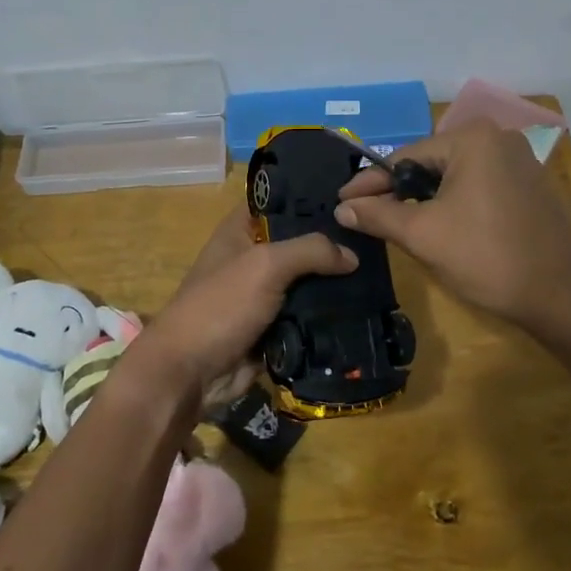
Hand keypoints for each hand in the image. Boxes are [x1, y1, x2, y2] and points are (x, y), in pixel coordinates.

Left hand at [130, 206, 356, 406]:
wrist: (189, 373)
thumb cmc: (220, 305)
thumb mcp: (265, 265)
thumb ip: (310, 251)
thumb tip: (352, 256)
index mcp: (240, 232)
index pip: (278, 202)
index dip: (309, 197)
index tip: (350, 197)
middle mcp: (252, 259)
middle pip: (299, 244)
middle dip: (332, 244)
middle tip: (375, 239)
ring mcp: (263, 296)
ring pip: (307, 283)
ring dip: (335, 284)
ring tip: (380, 274)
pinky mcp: (273, 330)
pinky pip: (307, 317)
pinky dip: (328, 317)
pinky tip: (366, 308)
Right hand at [334, 123, 570, 331]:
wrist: (561, 297)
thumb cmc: (487, 257)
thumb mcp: (423, 235)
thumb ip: (378, 216)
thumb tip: (342, 208)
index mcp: (472, 139)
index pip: (405, 157)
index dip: (370, 183)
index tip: (342, 202)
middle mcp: (498, 138)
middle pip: (430, 164)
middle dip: (398, 191)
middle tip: (367, 214)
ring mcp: (519, 161)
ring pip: (454, 176)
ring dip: (425, 198)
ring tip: (396, 222)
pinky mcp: (530, 185)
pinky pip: (478, 185)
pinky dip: (454, 202)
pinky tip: (439, 224)